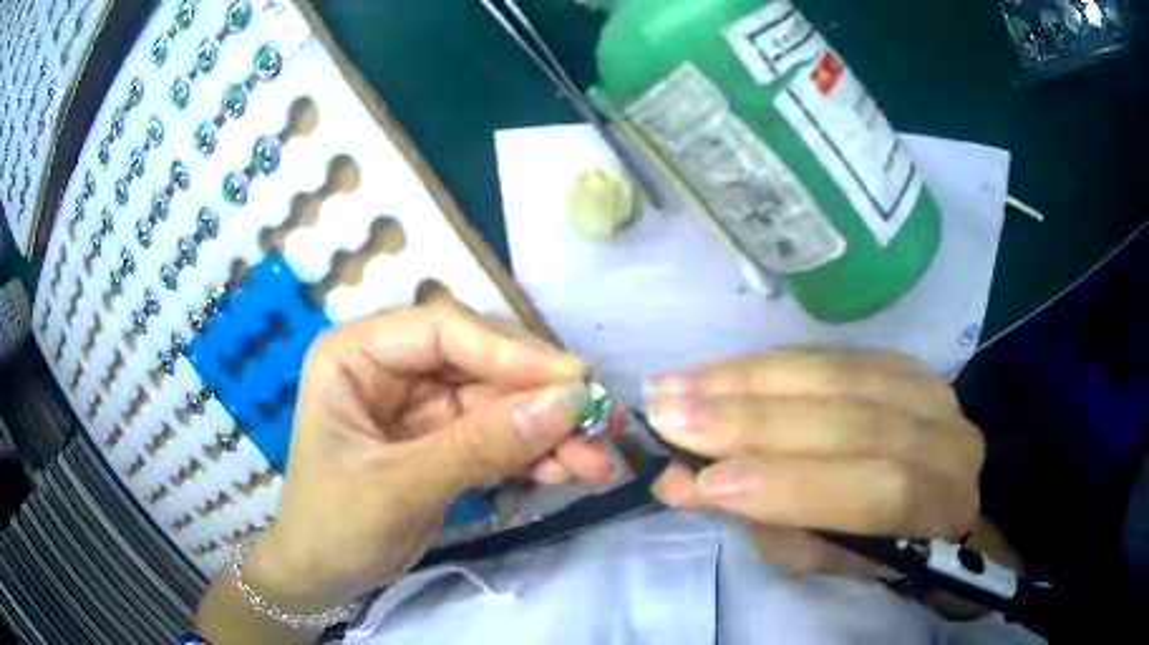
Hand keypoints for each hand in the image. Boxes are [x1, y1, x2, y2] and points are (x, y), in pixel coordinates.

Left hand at [246, 305, 615, 612]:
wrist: (322, 576)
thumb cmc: (333, 526)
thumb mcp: (399, 488)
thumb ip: (479, 447)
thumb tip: (566, 406)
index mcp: (356, 354)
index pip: (444, 331)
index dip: (512, 353)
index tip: (574, 383)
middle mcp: (391, 366)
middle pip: (481, 363)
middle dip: (540, 399)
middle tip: (601, 424)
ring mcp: (420, 403)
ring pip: (499, 401)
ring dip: (548, 431)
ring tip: (597, 462)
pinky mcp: (443, 438)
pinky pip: (498, 434)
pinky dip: (534, 453)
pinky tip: (567, 472)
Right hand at [647, 348, 984, 575]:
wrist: (929, 492)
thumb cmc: (874, 544)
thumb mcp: (823, 556)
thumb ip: (764, 522)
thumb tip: (683, 482)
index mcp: (939, 507)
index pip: (878, 492)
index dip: (795, 487)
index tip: (708, 482)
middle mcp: (947, 439)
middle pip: (853, 421)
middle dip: (753, 422)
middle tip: (668, 416)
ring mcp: (928, 388)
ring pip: (837, 375)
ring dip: (747, 380)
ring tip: (675, 385)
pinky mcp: (900, 360)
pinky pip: (829, 353)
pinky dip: (766, 362)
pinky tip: (716, 368)